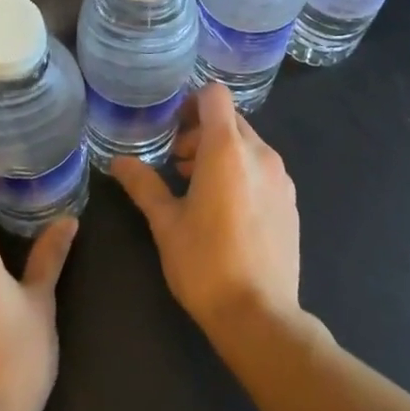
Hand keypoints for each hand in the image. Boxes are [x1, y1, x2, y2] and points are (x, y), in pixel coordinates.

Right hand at [110, 82, 300, 336]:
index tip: (173, 128)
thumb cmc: (205, 263)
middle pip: (231, 120)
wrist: (259, 315)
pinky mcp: (291, 201)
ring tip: (197, 187)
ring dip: (222, 153)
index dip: (192, 102)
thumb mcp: (166, 223)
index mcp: (227, 150)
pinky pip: (263, 169)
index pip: (215, 95)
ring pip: (248, 145)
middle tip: (178, 163)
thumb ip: (143, 185)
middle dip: (202, 131)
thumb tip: (118, 161)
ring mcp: (281, 178)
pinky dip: (242, 173)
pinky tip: (226, 210)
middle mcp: (260, 154)